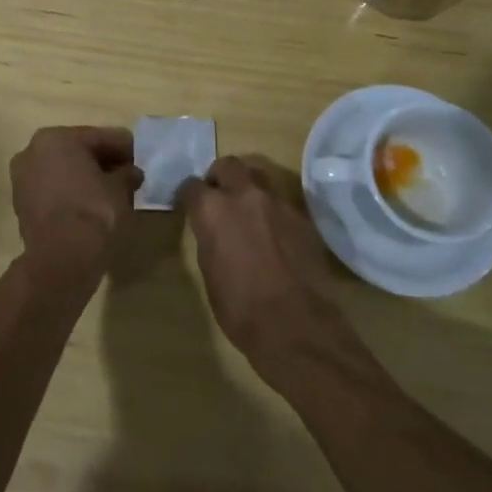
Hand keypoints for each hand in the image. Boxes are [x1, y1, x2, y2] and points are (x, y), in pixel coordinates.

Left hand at [9, 126, 143, 277]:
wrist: (61, 259)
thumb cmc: (93, 212)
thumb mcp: (120, 188)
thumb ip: (127, 174)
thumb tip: (131, 172)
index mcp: (56, 138)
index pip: (98, 137)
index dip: (124, 147)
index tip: (141, 157)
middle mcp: (32, 151)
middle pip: (77, 151)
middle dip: (103, 161)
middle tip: (128, 173)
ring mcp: (22, 178)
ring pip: (63, 170)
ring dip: (85, 177)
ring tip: (112, 191)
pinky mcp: (21, 203)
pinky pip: (52, 189)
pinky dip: (70, 192)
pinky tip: (91, 204)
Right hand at [178, 156, 340, 362]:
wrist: (295, 325)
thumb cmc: (240, 307)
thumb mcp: (209, 271)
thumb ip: (209, 238)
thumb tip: (213, 229)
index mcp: (212, 209)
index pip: (192, 186)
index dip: (190, 197)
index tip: (190, 207)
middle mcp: (244, 195)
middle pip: (228, 165)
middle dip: (220, 177)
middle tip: (219, 198)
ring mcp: (277, 202)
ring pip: (258, 176)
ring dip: (248, 187)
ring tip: (248, 210)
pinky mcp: (302, 217)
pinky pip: (281, 202)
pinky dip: (272, 210)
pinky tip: (274, 234)